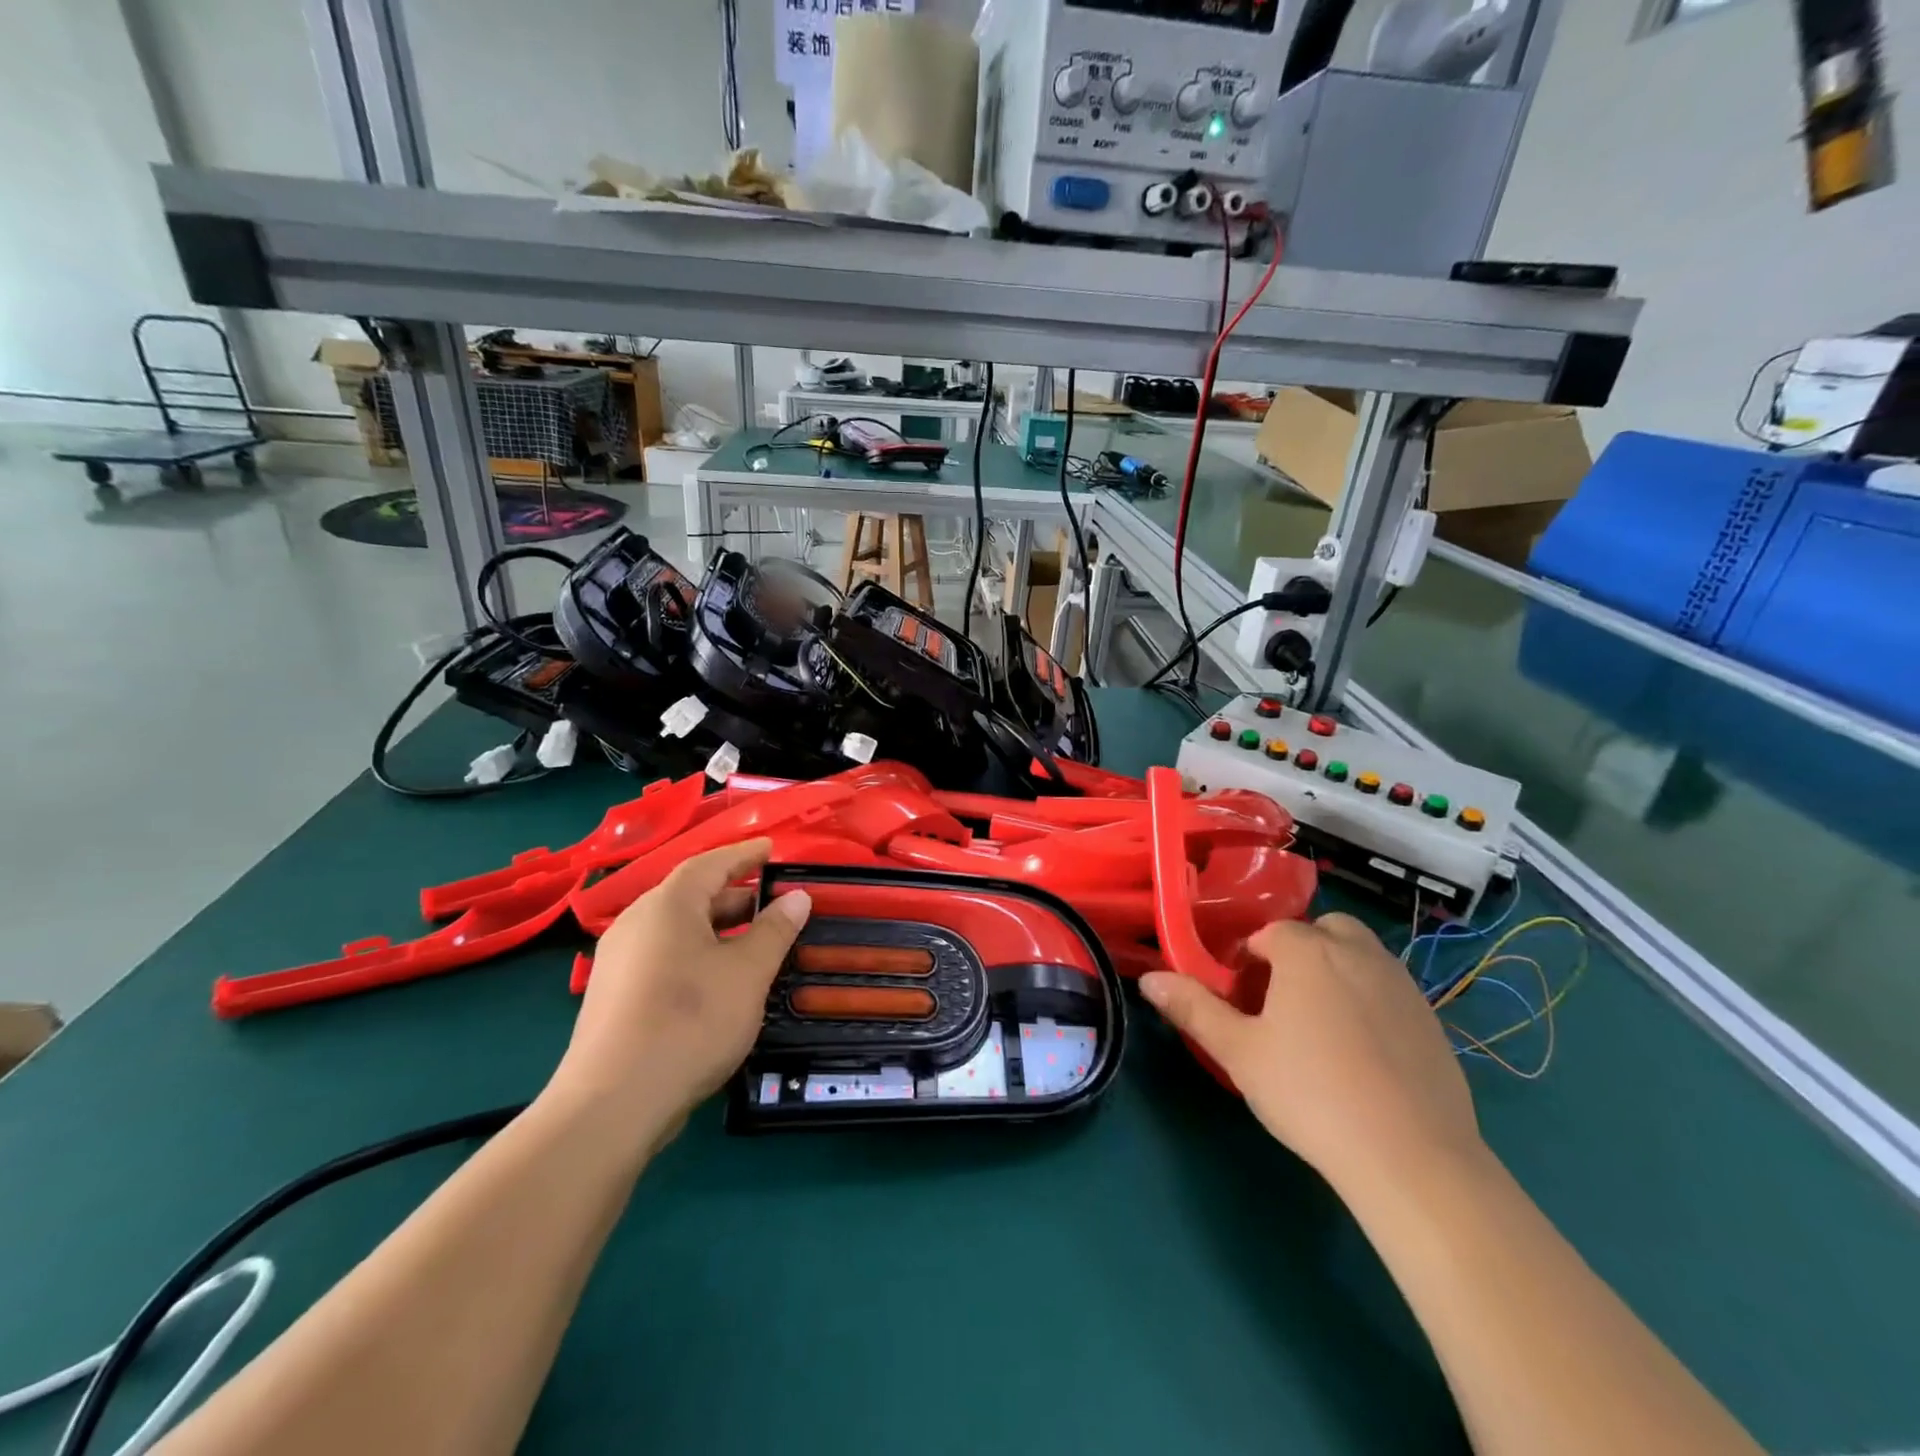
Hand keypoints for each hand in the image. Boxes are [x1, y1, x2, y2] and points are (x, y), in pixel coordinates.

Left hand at [547, 839, 810, 1143]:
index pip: (711, 863)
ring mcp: (619, 961)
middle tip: (775, 904)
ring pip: (677, 929)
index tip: (772, 848)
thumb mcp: (748, 973)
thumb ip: (775, 930)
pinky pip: (662, 956)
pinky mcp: (613, 996)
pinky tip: (718, 982)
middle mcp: (636, 922)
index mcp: (667, 905)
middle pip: (692, 895)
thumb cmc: (690, 1022)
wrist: (612, 1105)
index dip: (745, 854)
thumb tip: (797, 896)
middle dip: (736, 896)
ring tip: (754, 944)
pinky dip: (696, 954)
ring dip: (718, 929)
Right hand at [1140, 913, 1483, 1188]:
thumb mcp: (1238, 1052)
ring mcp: (1402, 984)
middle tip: (1283, 1002)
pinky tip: (1362, 1055)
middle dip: (1300, 952)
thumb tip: (1149, 978)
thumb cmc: (1310, 1093)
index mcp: (1307, 950)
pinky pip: (1389, 990)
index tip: (1242, 1001)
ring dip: (1336, 971)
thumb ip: (1193, 1007)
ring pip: (1360, 956)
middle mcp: (1358, 952)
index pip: (1269, 933)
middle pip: (1323, 930)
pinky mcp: (1432, 1020)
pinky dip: (1370, 1002)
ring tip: (1320, 1028)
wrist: (1411, 1158)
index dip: (1248, 961)